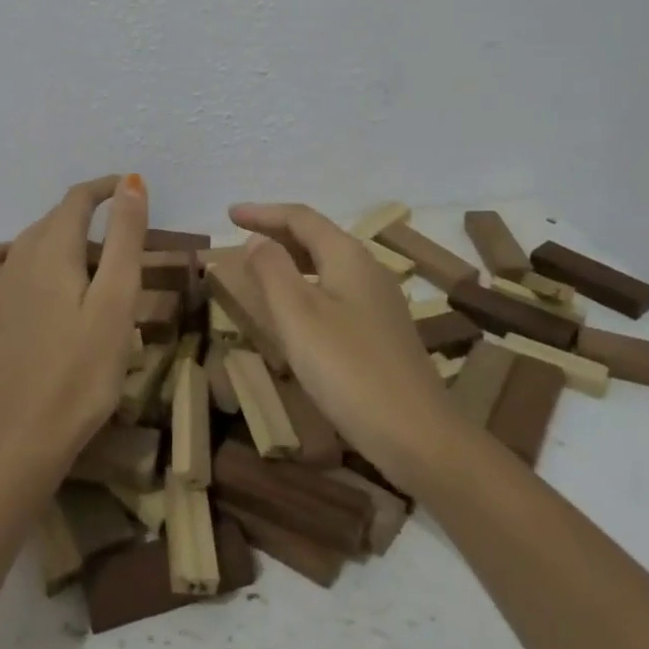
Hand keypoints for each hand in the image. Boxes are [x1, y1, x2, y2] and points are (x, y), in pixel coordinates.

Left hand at [0, 174, 148, 488]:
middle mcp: (19, 256)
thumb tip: (131, 183)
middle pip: (55, 219)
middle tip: (123, 235)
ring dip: (58, 234)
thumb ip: (125, 238)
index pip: (79, 200)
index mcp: (54, 249)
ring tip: (86, 254)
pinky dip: (8, 252)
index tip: (133, 189)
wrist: (22, 437)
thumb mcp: (117, 301)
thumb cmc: (82, 371)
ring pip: (28, 240)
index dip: (106, 188)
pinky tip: (16, 264)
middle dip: (88, 214)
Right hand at [228, 202, 458, 491]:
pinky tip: (296, 311)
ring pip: (327, 265)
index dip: (263, 212)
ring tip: (261, 268)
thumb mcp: (298, 316)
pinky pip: (336, 291)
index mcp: (348, 256)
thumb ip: (272, 270)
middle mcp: (368, 269)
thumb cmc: (349, 370)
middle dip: (277, 232)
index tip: (230, 214)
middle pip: (317, 237)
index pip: (301, 218)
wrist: (419, 436)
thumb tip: (257, 240)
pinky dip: (307, 286)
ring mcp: (379, 302)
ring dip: (292, 260)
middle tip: (241, 236)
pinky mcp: (382, 332)